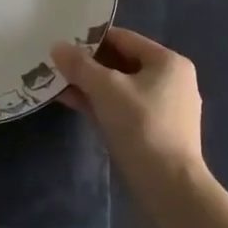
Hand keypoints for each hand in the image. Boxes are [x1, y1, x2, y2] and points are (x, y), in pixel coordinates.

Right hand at [50, 27, 206, 186]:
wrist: (170, 189)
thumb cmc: (142, 127)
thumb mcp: (106, 90)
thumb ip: (80, 65)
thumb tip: (57, 46)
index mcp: (168, 62)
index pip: (123, 38)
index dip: (91, 39)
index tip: (62, 44)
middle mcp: (171, 80)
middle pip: (122, 63)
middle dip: (88, 65)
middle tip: (56, 65)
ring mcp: (165, 109)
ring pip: (121, 88)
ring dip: (91, 86)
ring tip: (58, 84)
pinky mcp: (156, 133)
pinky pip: (124, 108)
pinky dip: (101, 104)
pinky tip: (74, 104)